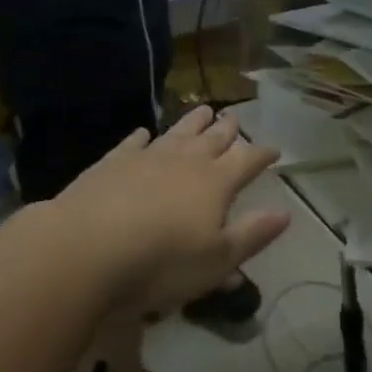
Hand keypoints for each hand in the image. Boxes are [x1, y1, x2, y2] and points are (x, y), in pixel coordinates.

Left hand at [46, 105, 288, 311]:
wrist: (86, 248)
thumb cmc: (161, 261)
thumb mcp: (216, 259)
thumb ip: (252, 234)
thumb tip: (286, 213)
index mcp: (216, 182)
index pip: (247, 160)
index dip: (262, 155)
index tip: (274, 149)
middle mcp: (186, 161)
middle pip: (213, 139)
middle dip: (227, 129)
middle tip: (236, 117)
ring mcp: (147, 158)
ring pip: (178, 133)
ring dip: (193, 121)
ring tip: (204, 109)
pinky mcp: (112, 163)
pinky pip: (132, 144)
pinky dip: (141, 137)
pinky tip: (143, 133)